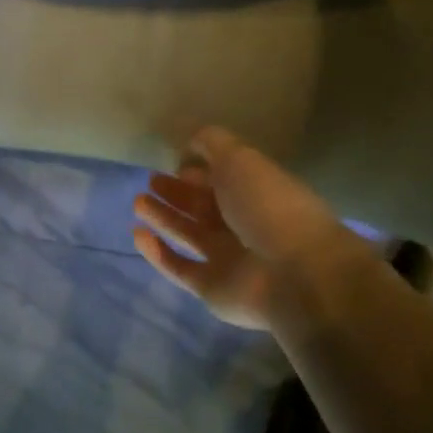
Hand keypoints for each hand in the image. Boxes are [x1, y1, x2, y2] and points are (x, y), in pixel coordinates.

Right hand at [131, 127, 349, 329]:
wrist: (294, 273)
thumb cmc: (269, 206)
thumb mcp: (241, 159)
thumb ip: (212, 143)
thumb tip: (189, 144)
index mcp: (258, 194)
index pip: (224, 179)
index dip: (201, 170)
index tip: (175, 164)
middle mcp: (244, 226)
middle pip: (205, 207)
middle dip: (178, 193)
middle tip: (151, 181)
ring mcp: (228, 259)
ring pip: (189, 234)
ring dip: (164, 218)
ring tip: (138, 201)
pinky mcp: (211, 288)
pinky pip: (179, 267)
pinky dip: (157, 253)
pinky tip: (138, 234)